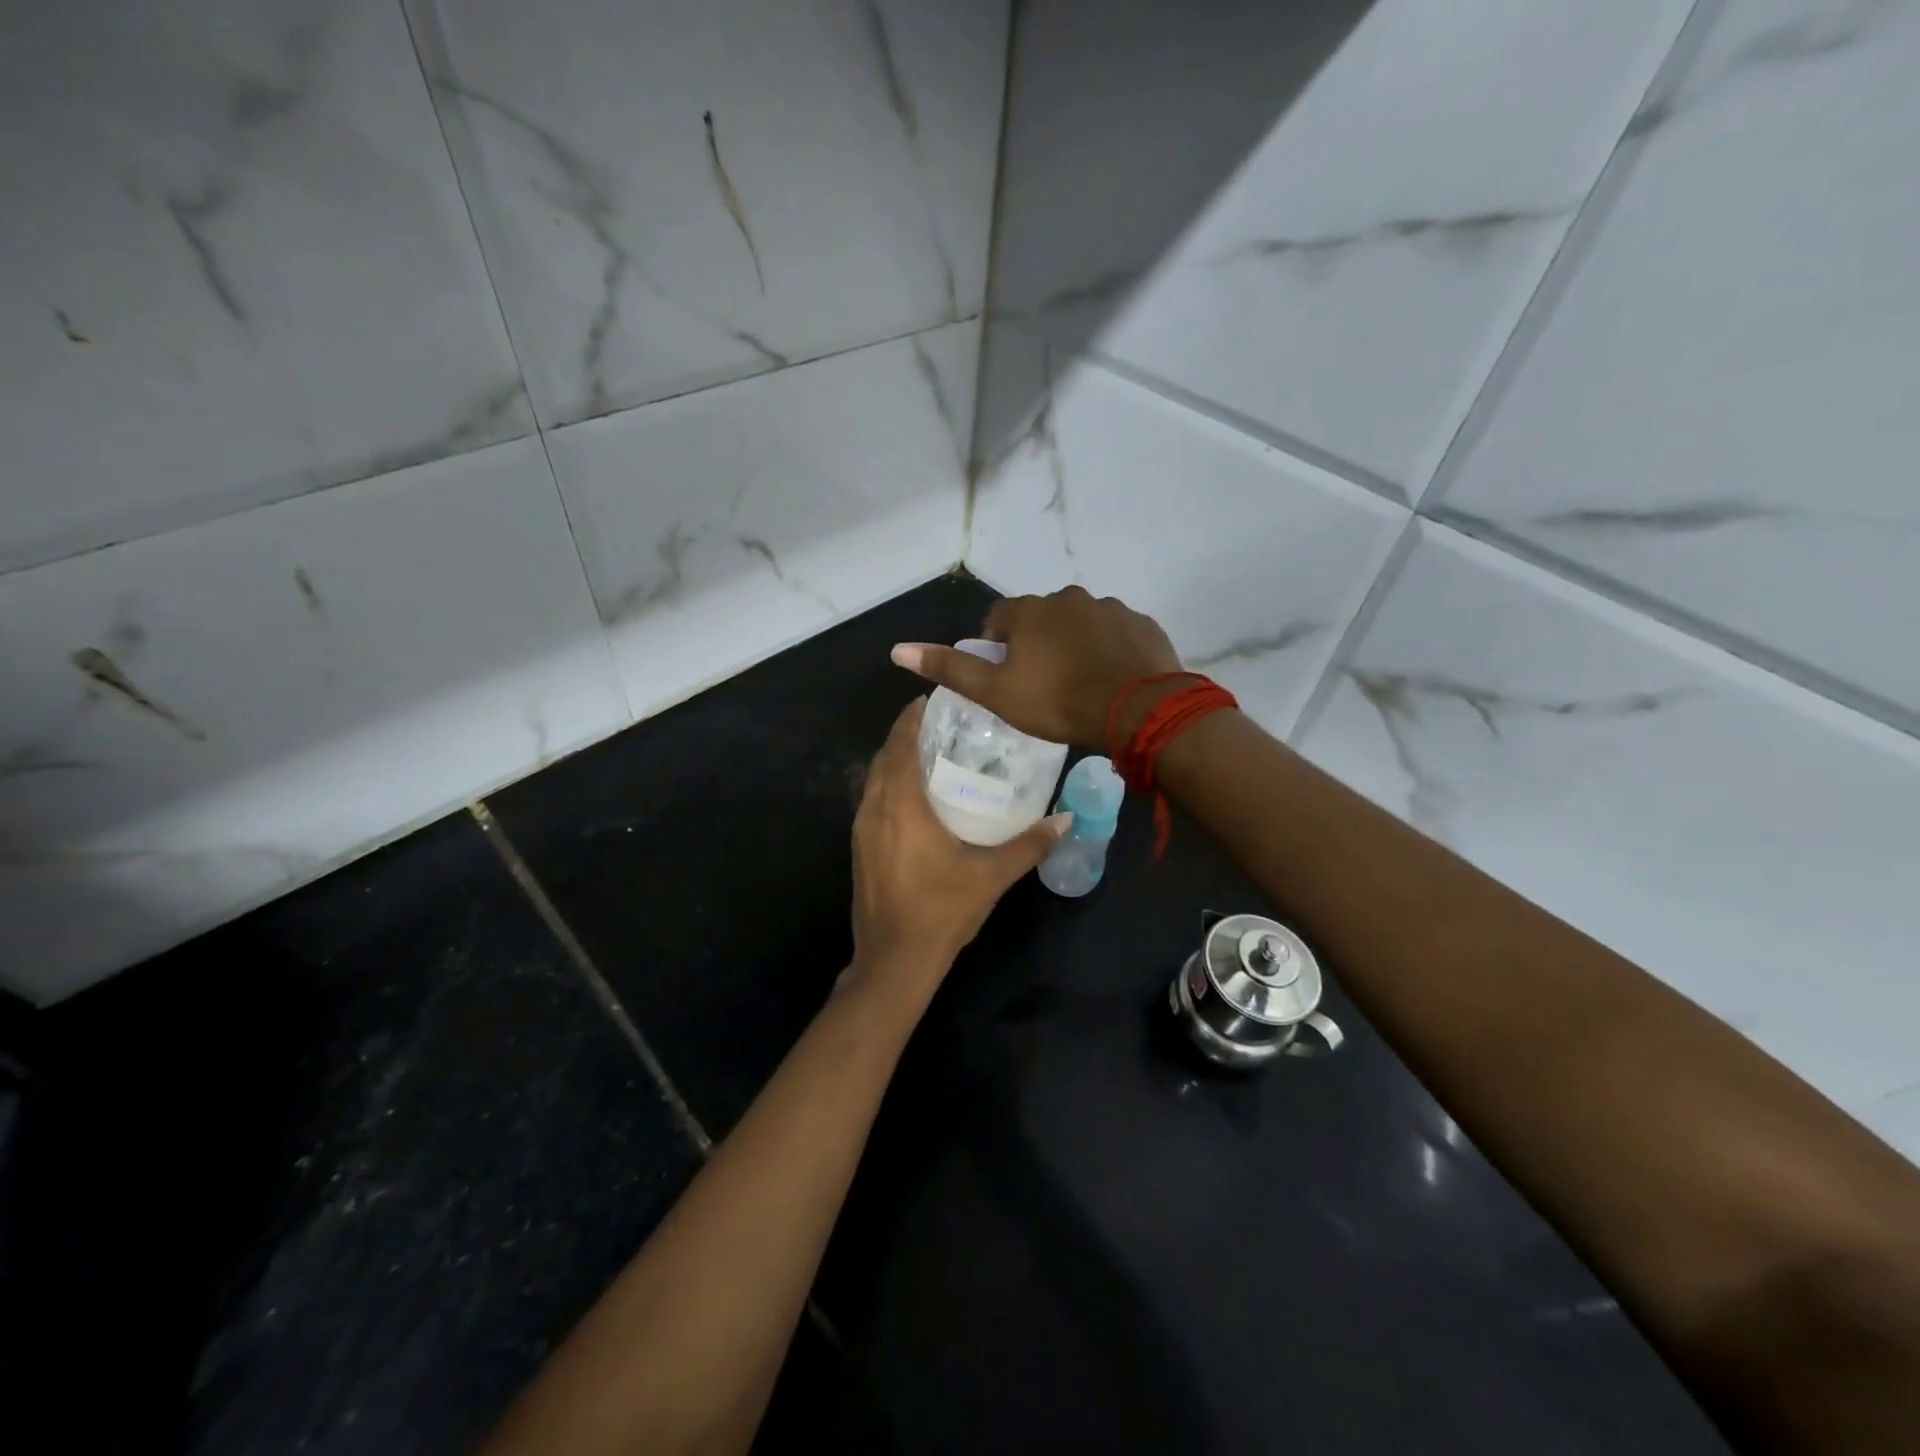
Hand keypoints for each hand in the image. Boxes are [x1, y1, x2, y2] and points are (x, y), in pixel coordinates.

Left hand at [849, 698, 1070, 994]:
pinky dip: (889, 786)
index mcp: (900, 805)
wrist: (893, 961)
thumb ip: (1029, 845)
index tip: (932, 700)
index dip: (912, 718)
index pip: (900, 744)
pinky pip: (872, 802)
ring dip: (895, 761)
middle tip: (940, 725)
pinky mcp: (860, 850)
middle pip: (884, 757)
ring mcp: (861, 831)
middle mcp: (873, 809)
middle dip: (906, 735)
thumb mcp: (991, 876)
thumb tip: (1065, 820)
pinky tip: (915, 799)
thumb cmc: (941, 910)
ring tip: (930, 754)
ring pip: (874, 780)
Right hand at [890, 586, 1181, 748]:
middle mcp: (1069, 598)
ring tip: (1080, 684)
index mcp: (1030, 611)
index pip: (999, 617)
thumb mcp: (995, 692)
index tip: (1004, 675)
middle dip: (1037, 643)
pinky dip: (1109, 649)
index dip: (996, 644)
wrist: (1138, 711)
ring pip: (1081, 623)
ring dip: (1075, 644)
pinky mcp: (1142, 624)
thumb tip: (898, 649)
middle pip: (1042, 618)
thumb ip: (950, 669)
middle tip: (1043, 684)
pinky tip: (1111, 679)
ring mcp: (1110, 607)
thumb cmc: (1058, 702)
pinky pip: (1116, 633)